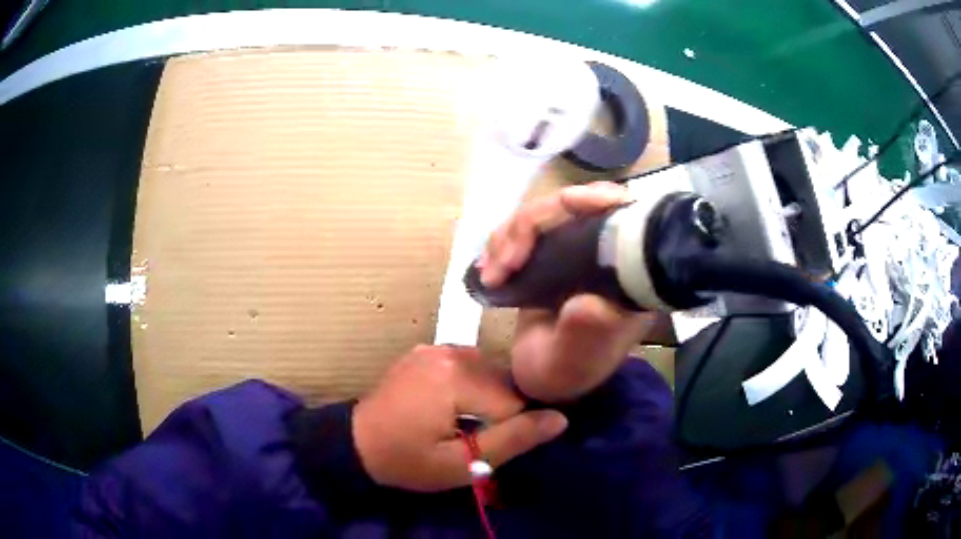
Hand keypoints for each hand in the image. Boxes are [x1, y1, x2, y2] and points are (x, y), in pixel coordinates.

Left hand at [353, 345, 567, 491]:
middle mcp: (450, 351)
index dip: (506, 429)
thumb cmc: (408, 460)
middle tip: (469, 437)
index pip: (514, 401)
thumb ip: (512, 440)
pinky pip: (466, 364)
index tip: (480, 447)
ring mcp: (436, 346)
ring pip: (488, 371)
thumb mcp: (461, 463)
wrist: (357, 443)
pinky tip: (449, 405)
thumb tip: (560, 419)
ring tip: (461, 422)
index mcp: (457, 376)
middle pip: (502, 381)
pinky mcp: (427, 350)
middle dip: (497, 411)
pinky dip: (469, 384)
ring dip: (485, 397)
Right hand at [479, 181, 661, 402]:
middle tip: (503, 261)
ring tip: (492, 273)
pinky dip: (502, 243)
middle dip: (532, 223)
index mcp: (629, 274)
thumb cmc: (567, 373)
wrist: (543, 379)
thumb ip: (586, 333)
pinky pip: (527, 230)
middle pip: (574, 206)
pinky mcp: (552, 255)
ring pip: (545, 214)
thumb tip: (588, 301)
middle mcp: (607, 255)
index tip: (567, 202)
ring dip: (509, 236)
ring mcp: (577, 252)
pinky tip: (489, 269)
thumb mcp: (577, 360)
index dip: (597, 199)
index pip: (623, 216)